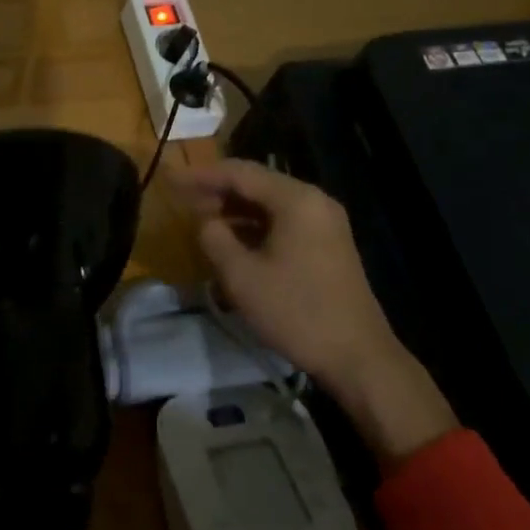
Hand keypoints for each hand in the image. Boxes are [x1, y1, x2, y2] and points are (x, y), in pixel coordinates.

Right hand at [170, 159, 457, 462]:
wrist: (358, 356)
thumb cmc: (297, 312)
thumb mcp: (242, 277)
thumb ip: (215, 238)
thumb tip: (205, 222)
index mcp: (296, 200)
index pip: (240, 173)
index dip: (201, 176)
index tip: (171, 181)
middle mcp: (314, 201)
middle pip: (257, 184)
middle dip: (218, 191)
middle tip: (183, 202)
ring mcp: (325, 222)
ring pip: (270, 203)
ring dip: (236, 209)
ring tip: (202, 221)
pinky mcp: (328, 244)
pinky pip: (284, 221)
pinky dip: (255, 225)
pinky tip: (234, 240)